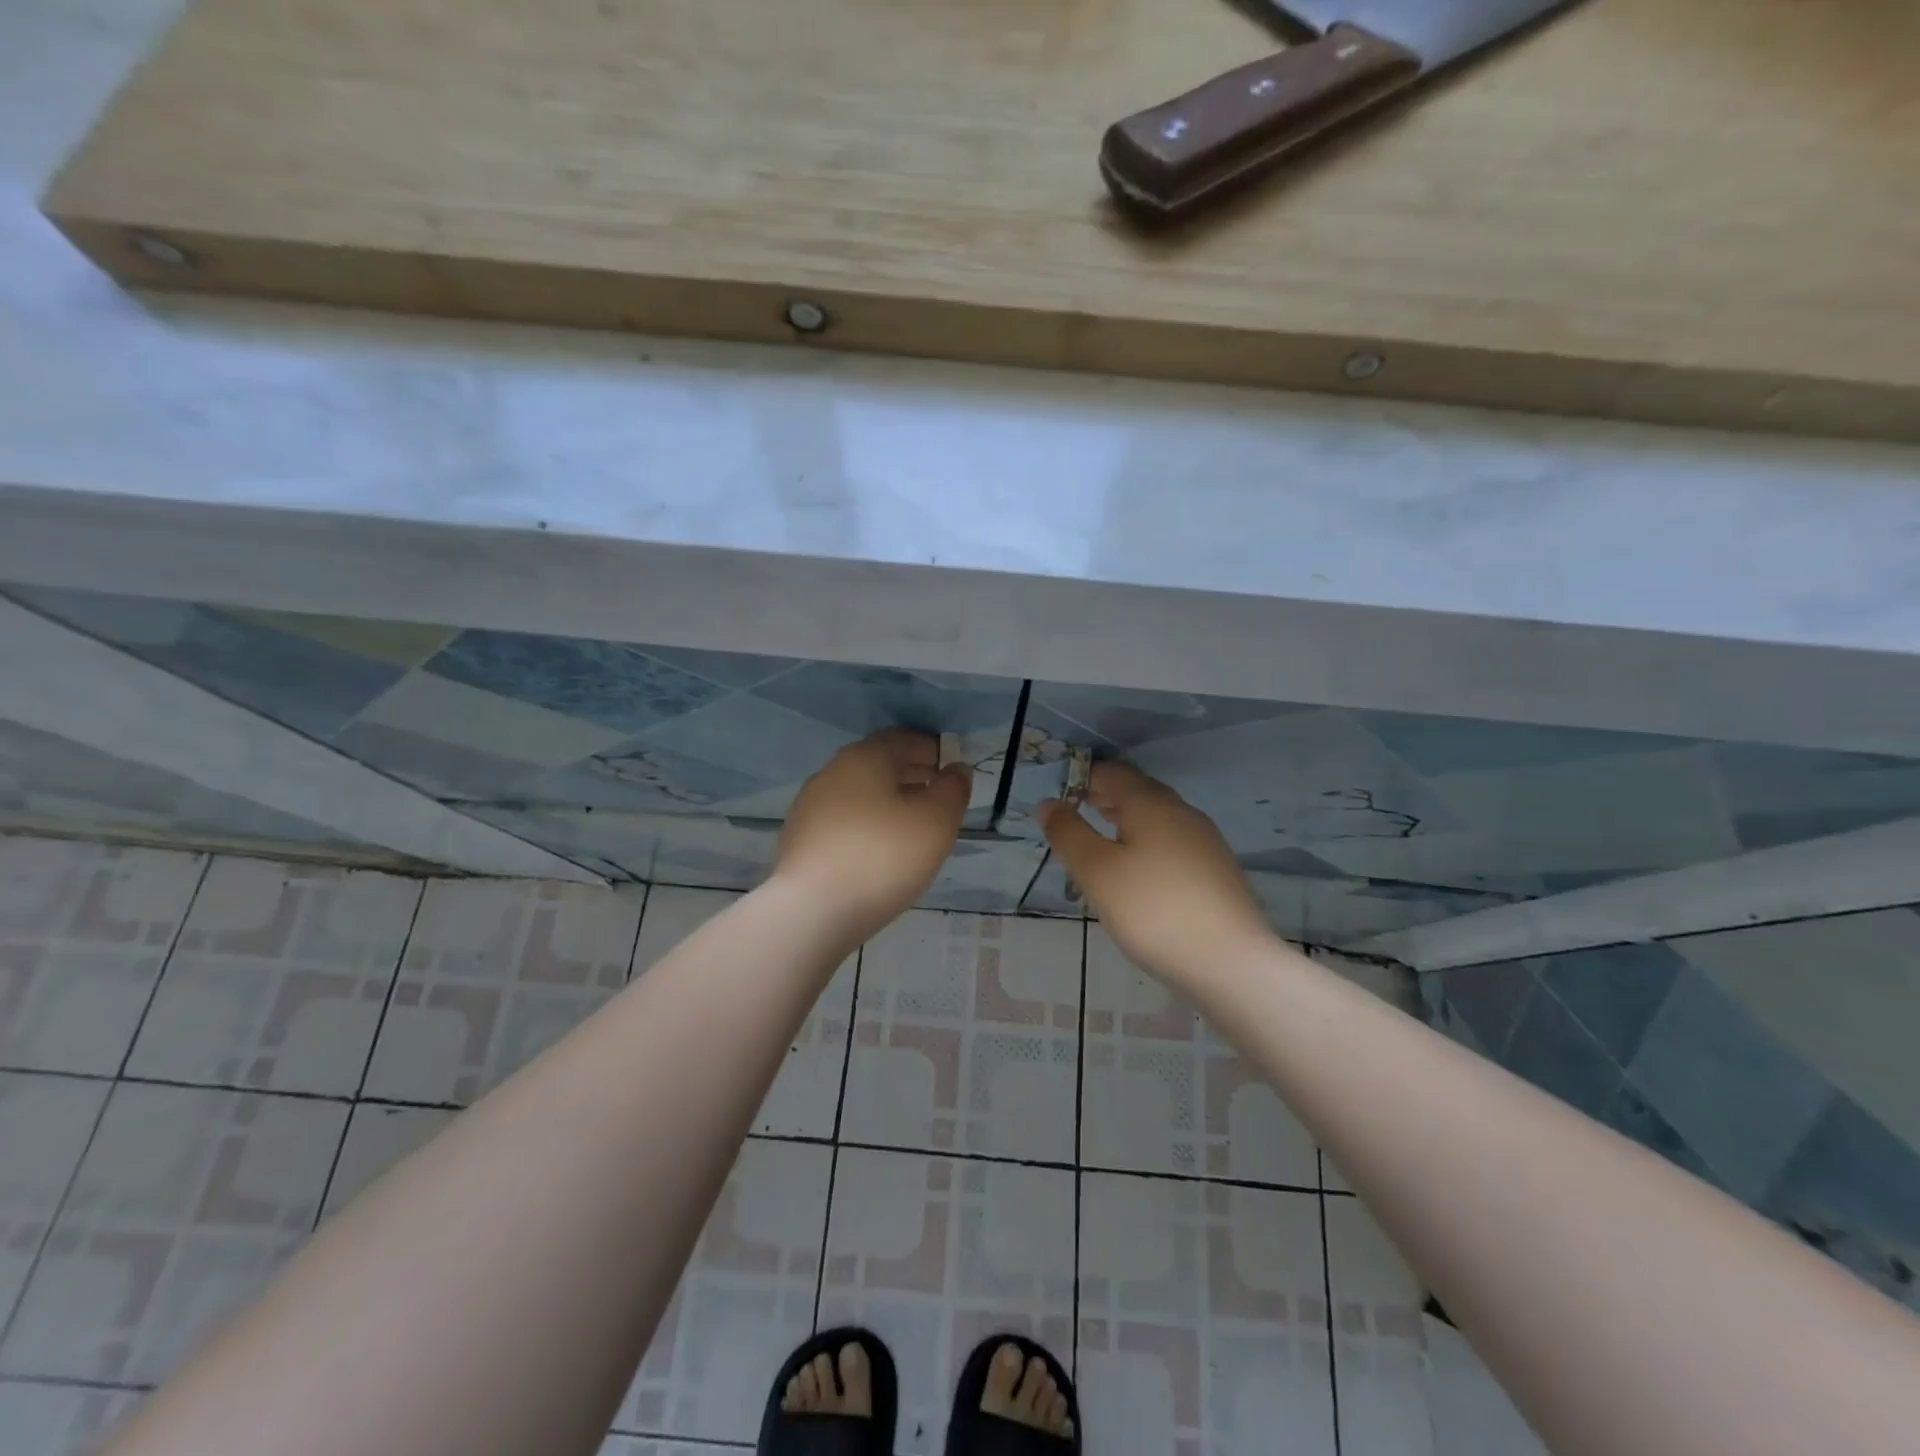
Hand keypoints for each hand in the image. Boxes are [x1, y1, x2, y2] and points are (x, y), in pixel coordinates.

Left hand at [775, 729, 971, 943]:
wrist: (813, 911)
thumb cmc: (883, 856)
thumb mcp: (936, 821)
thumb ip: (953, 789)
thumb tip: (956, 770)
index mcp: (863, 758)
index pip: (902, 739)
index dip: (931, 748)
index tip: (952, 766)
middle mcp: (831, 772)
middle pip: (878, 764)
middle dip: (912, 774)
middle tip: (939, 793)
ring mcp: (810, 807)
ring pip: (860, 793)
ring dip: (889, 800)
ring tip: (914, 824)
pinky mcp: (800, 839)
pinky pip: (844, 820)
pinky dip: (867, 823)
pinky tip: (881, 849)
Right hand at [1040, 762, 1271, 986]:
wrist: (1230, 963)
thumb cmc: (1152, 910)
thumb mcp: (1097, 872)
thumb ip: (1068, 834)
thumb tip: (1049, 803)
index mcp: (1151, 804)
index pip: (1112, 773)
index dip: (1083, 777)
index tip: (1059, 794)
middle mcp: (1181, 812)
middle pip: (1137, 792)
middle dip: (1104, 798)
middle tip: (1074, 813)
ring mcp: (1204, 841)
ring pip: (1156, 819)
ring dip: (1125, 822)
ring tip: (1100, 842)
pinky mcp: (1216, 870)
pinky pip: (1172, 843)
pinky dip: (1146, 844)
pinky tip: (1137, 874)